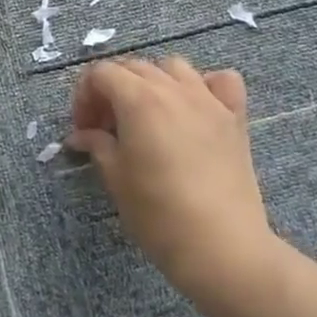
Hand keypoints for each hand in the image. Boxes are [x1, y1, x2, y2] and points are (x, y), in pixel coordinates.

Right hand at [67, 57, 281, 307]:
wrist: (223, 248)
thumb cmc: (159, 215)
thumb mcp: (116, 179)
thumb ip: (97, 145)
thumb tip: (81, 135)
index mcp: (139, 100)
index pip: (101, 73)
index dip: (84, 96)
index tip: (83, 129)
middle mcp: (173, 89)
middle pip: (133, 67)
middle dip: (112, 90)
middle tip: (106, 129)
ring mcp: (208, 100)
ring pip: (173, 68)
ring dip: (153, 82)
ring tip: (147, 114)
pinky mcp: (235, 118)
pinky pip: (221, 81)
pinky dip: (205, 85)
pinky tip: (196, 108)